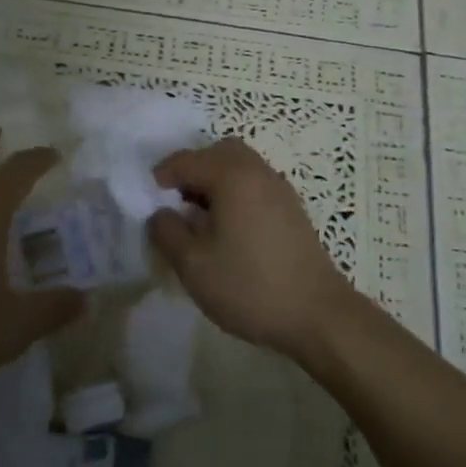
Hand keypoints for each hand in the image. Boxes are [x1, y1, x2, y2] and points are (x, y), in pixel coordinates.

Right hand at [146, 138, 360, 363]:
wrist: (317, 314)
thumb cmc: (249, 286)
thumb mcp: (193, 265)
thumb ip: (167, 232)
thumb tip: (160, 214)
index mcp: (232, 177)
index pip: (187, 160)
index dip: (162, 175)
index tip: (148, 197)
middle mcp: (258, 172)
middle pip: (219, 152)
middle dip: (193, 169)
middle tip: (177, 200)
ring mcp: (280, 190)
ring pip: (241, 167)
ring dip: (216, 181)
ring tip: (201, 217)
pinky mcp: (292, 210)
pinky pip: (255, 185)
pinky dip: (236, 193)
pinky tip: (229, 229)